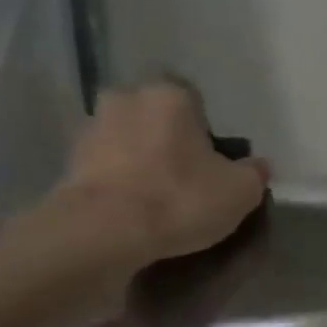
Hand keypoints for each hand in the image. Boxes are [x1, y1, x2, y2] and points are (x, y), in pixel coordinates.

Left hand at [36, 81, 270, 274]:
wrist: (104, 230)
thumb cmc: (181, 198)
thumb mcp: (240, 191)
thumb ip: (254, 173)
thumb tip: (257, 165)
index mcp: (170, 95)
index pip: (193, 98)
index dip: (205, 128)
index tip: (213, 158)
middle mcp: (127, 99)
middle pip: (156, 116)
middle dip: (170, 139)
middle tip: (188, 175)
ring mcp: (92, 129)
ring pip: (129, 139)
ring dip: (142, 159)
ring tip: (160, 196)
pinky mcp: (69, 162)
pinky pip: (107, 165)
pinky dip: (121, 180)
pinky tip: (136, 208)